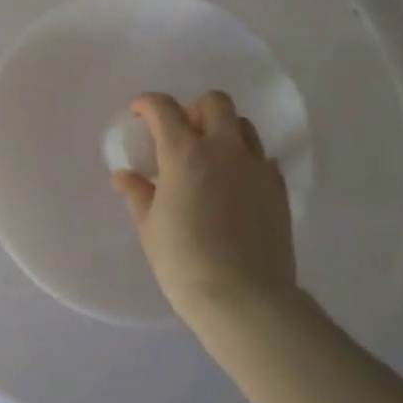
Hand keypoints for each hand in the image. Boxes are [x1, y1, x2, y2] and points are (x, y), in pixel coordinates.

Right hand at [112, 91, 296, 322]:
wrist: (245, 299)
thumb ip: (138, 194)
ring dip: (223, 131)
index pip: (163, 108)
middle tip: (181, 135)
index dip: (147, 104)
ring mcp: (256, 167)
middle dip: (193, 109)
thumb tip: (124, 176)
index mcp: (185, 153)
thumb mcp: (150, 228)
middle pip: (214, 102)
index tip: (138, 114)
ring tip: (210, 158)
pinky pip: (262, 158)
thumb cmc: (185, 262)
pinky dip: (246, 161)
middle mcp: (224, 149)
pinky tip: (235, 185)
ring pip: (243, 126)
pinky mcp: (278, 188)